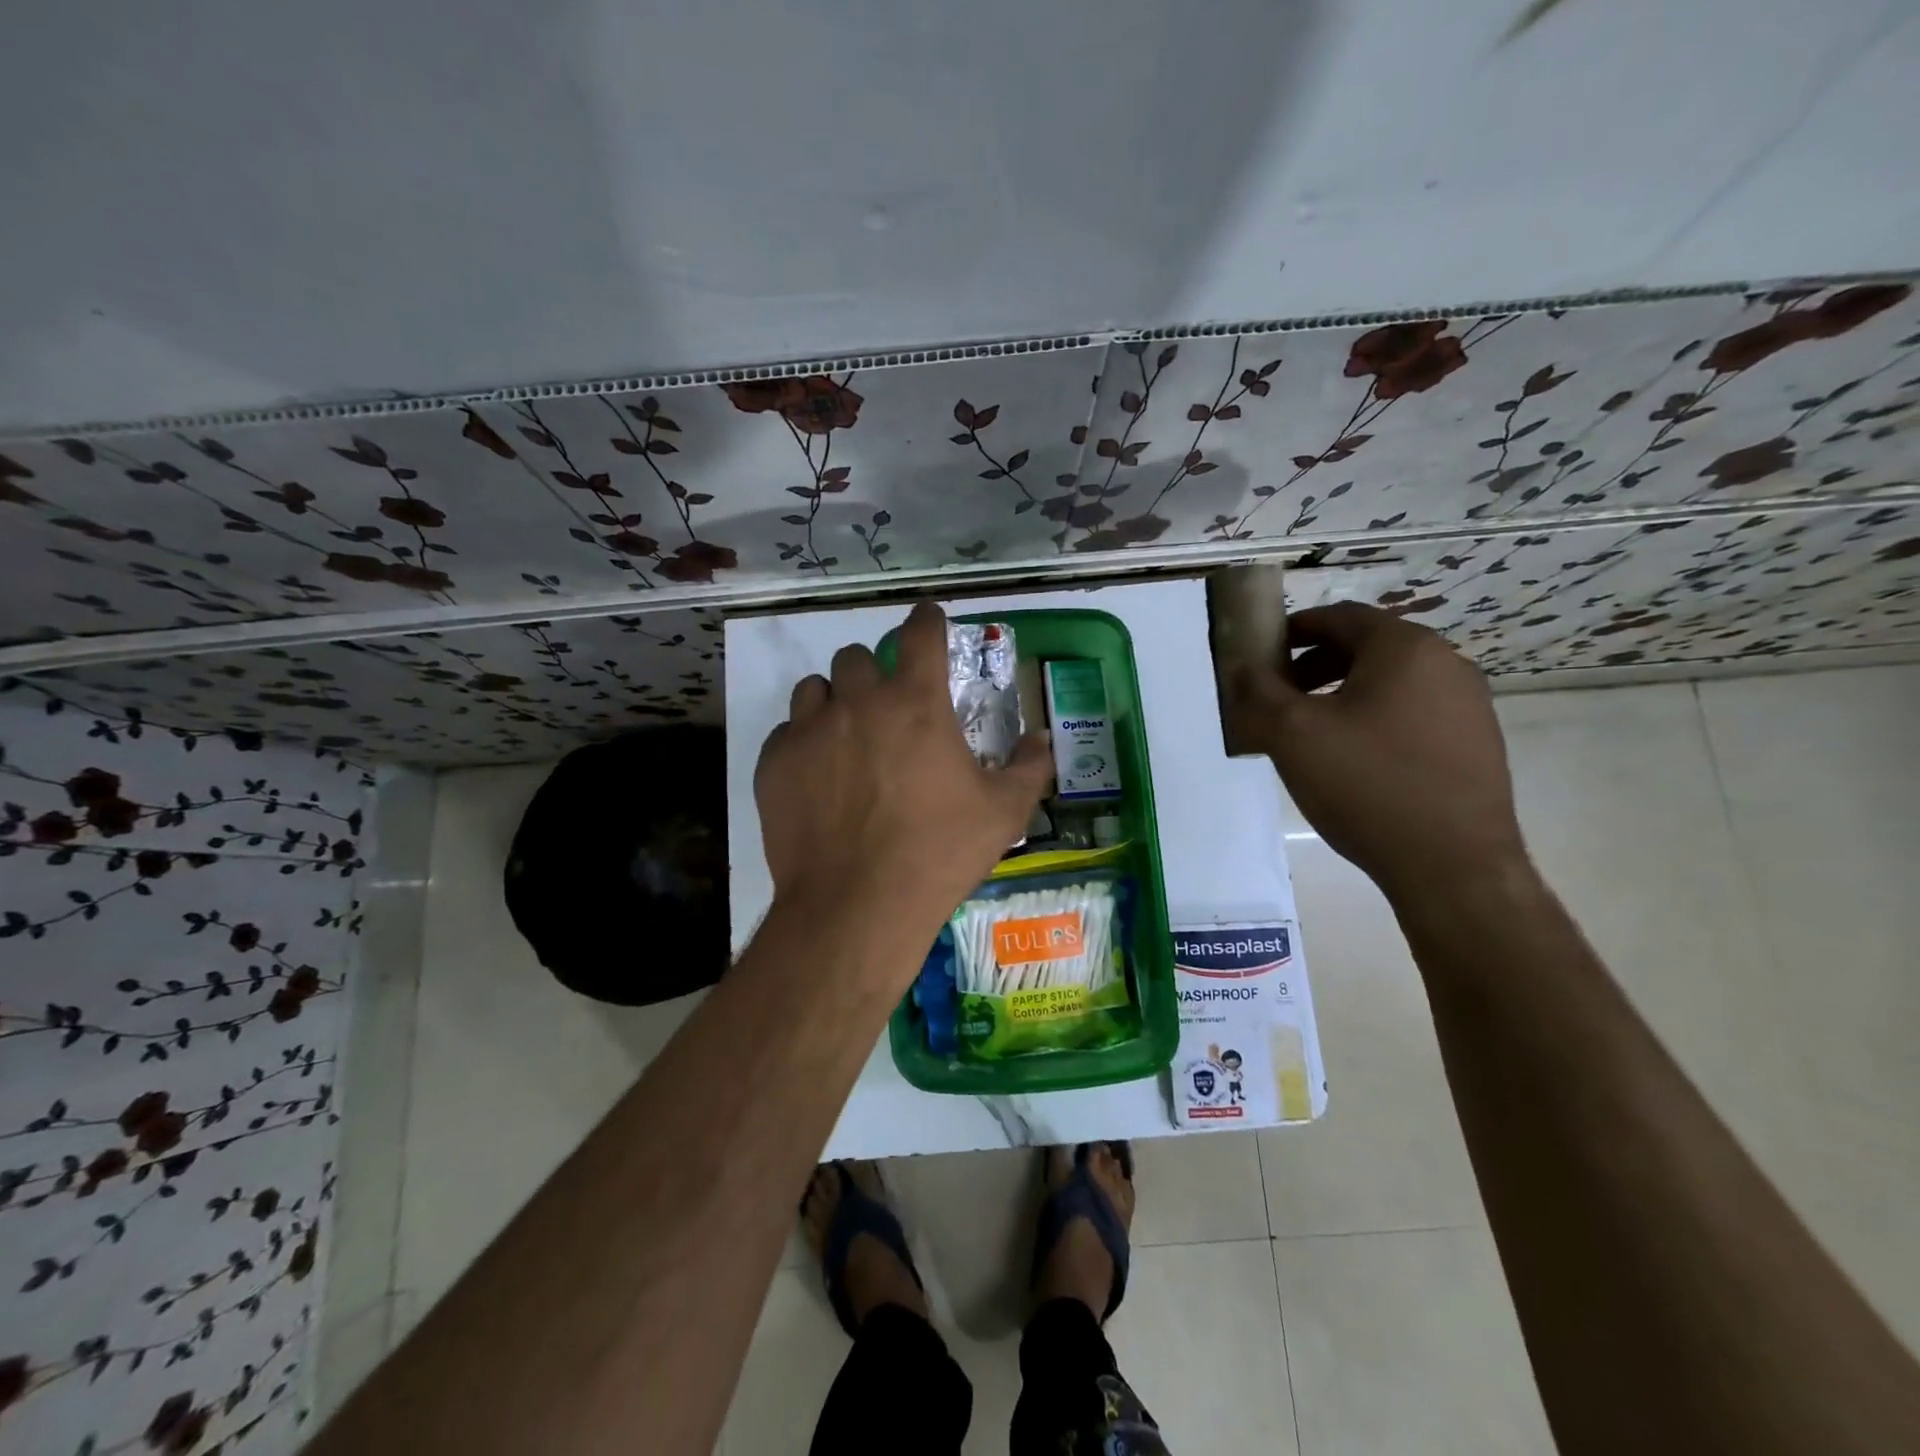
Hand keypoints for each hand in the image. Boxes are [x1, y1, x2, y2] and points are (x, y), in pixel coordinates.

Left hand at [755, 601, 1052, 945]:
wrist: (857, 904)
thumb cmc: (939, 853)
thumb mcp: (1004, 812)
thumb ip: (1029, 767)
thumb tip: (1041, 739)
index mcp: (916, 703)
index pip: (920, 633)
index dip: (926, 619)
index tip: (927, 618)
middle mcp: (858, 702)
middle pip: (856, 657)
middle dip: (873, 672)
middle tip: (886, 707)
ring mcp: (810, 730)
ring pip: (814, 688)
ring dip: (833, 701)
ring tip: (846, 737)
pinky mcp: (775, 763)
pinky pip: (786, 732)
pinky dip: (803, 742)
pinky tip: (816, 776)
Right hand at [1224, 602, 1529, 904]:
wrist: (1453, 867)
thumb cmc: (1367, 785)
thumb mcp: (1292, 735)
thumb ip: (1257, 692)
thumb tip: (1240, 666)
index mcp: (1405, 649)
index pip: (1340, 617)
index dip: (1294, 630)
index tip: (1261, 656)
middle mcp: (1447, 664)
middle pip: (1366, 648)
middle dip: (1314, 666)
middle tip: (1278, 697)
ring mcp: (1468, 706)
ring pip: (1390, 683)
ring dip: (1341, 694)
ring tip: (1310, 733)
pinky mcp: (1475, 744)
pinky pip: (1412, 714)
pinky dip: (1373, 720)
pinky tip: (1352, 762)